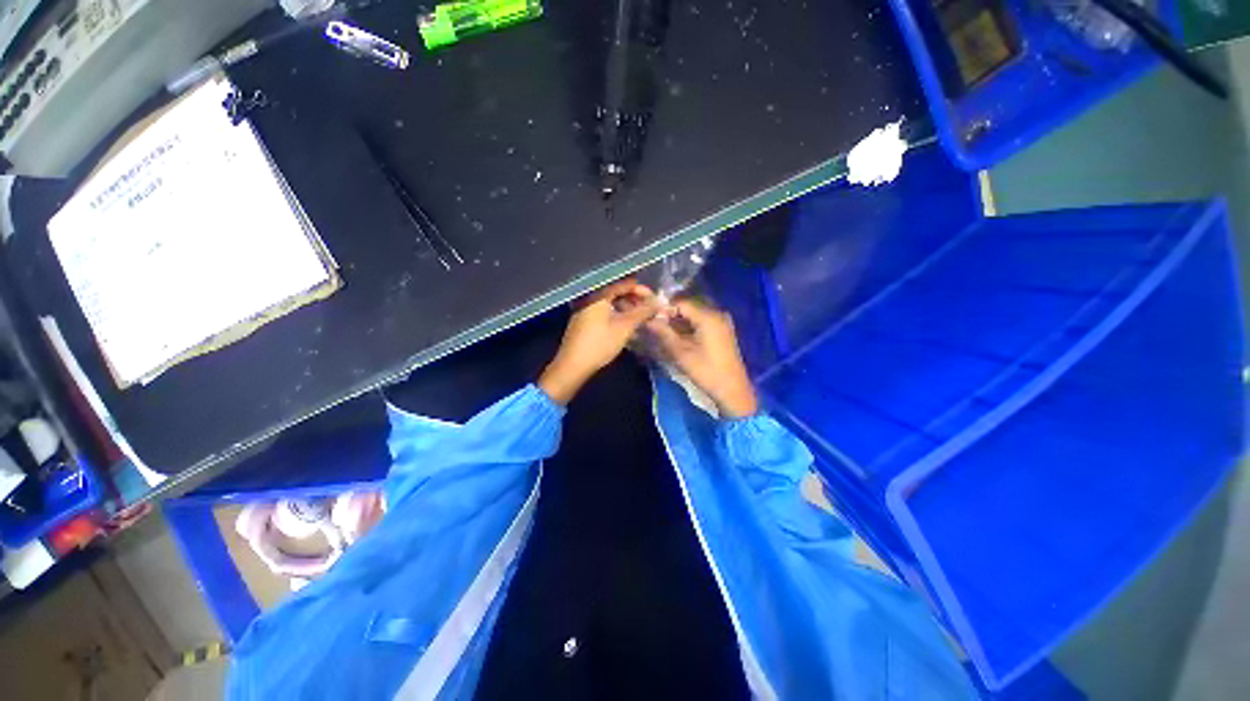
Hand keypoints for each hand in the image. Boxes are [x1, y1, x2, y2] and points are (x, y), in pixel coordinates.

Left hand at [538, 279, 659, 404]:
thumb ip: (643, 312)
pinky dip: (617, 314)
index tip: (655, 301)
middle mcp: (591, 296)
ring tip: (641, 319)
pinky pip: (604, 310)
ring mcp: (585, 307)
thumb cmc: (600, 343)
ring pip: (611, 302)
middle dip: (636, 300)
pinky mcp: (584, 319)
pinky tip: (627, 324)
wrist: (573, 365)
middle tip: (650, 311)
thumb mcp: (625, 326)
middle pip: (618, 292)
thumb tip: (659, 303)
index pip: (625, 284)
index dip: (642, 291)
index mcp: (599, 293)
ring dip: (628, 308)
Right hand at [645, 299, 758, 418]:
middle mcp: (716, 313)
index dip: (664, 308)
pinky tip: (679, 337)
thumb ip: (664, 333)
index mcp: (708, 316)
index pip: (681, 302)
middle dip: (671, 315)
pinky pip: (702, 321)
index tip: (651, 319)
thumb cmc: (706, 371)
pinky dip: (689, 326)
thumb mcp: (681, 353)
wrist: (733, 389)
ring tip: (664, 332)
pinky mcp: (722, 331)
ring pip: (694, 314)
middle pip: (688, 307)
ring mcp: (721, 322)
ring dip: (679, 321)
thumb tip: (648, 320)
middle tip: (656, 326)